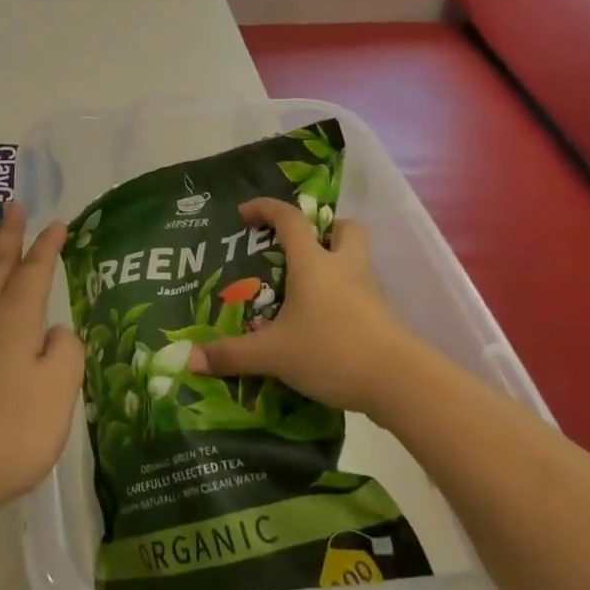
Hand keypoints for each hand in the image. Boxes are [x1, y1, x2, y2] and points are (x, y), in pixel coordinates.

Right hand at [190, 198, 430, 424]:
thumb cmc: (330, 350)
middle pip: (344, 229)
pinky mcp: (383, 317)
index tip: (246, 213)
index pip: (290, 220)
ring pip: (357, 260)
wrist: (399, 381)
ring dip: (336, 264)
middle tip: (300, 249)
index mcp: (313, 263)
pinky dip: (345, 298)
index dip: (267, 209)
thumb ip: (232, 354)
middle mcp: (344, 267)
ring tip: (308, 290)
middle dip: (324, 229)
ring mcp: (370, 291)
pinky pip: (362, 293)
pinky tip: (326, 323)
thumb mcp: (273, 355)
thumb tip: (190, 358)